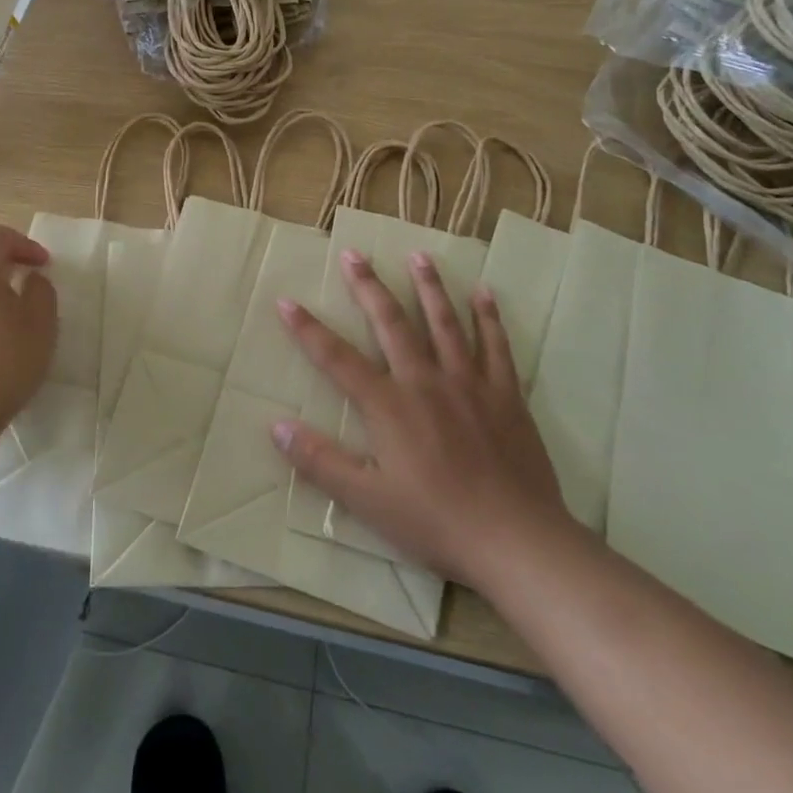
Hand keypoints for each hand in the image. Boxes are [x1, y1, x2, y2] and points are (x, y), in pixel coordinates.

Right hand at [272, 250, 572, 589]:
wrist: (516, 540)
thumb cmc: (436, 522)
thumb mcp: (367, 501)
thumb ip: (321, 462)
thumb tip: (276, 425)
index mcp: (388, 405)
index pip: (337, 358)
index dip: (308, 330)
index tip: (286, 301)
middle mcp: (424, 380)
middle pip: (390, 323)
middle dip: (368, 286)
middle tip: (353, 253)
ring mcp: (468, 382)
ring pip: (444, 322)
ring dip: (428, 286)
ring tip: (417, 254)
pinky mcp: (505, 394)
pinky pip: (496, 345)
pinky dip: (488, 317)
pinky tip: (483, 292)